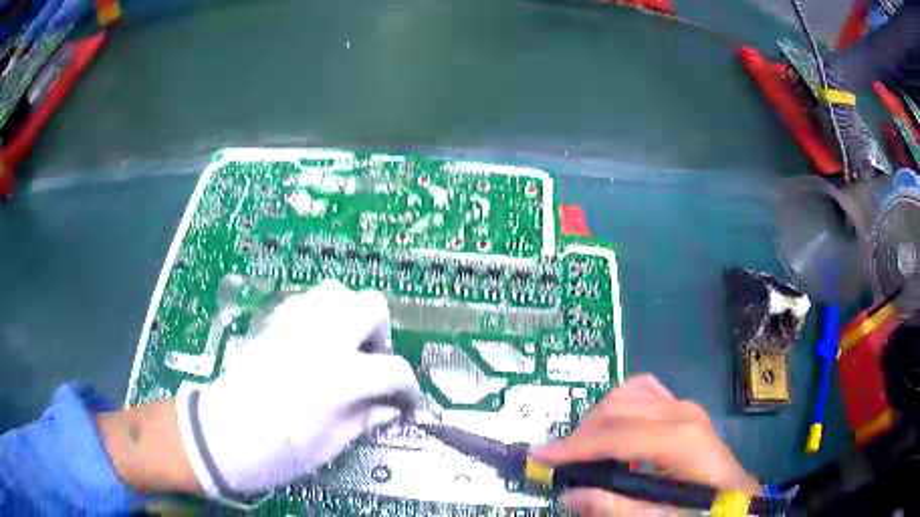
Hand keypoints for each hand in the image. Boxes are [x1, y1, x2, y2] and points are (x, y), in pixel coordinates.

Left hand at [175, 280, 420, 499]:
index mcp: (339, 376)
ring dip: (351, 317)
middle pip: (371, 306)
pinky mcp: (273, 322)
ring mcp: (293, 324)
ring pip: (337, 292)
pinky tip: (315, 342)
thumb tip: (393, 408)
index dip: (408, 389)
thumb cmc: (277, 451)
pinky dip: (321, 314)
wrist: (221, 435)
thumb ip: (366, 419)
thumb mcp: (329, 445)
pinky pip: (307, 301)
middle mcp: (320, 338)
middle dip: (381, 335)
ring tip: (345, 348)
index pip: (394, 370)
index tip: (405, 402)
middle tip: (372, 363)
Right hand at [531, 375, 759, 515]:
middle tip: (559, 462)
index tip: (540, 457)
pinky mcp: (682, 407)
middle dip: (581, 434)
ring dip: (598, 419)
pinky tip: (613, 427)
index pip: (617, 435)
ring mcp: (683, 405)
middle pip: (617, 409)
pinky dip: (619, 405)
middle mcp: (682, 412)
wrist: (734, 495)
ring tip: (584, 450)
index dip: (575, 447)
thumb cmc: (703, 509)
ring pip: (626, 395)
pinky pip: (643, 390)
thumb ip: (616, 508)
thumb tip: (570, 495)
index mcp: (681, 439)